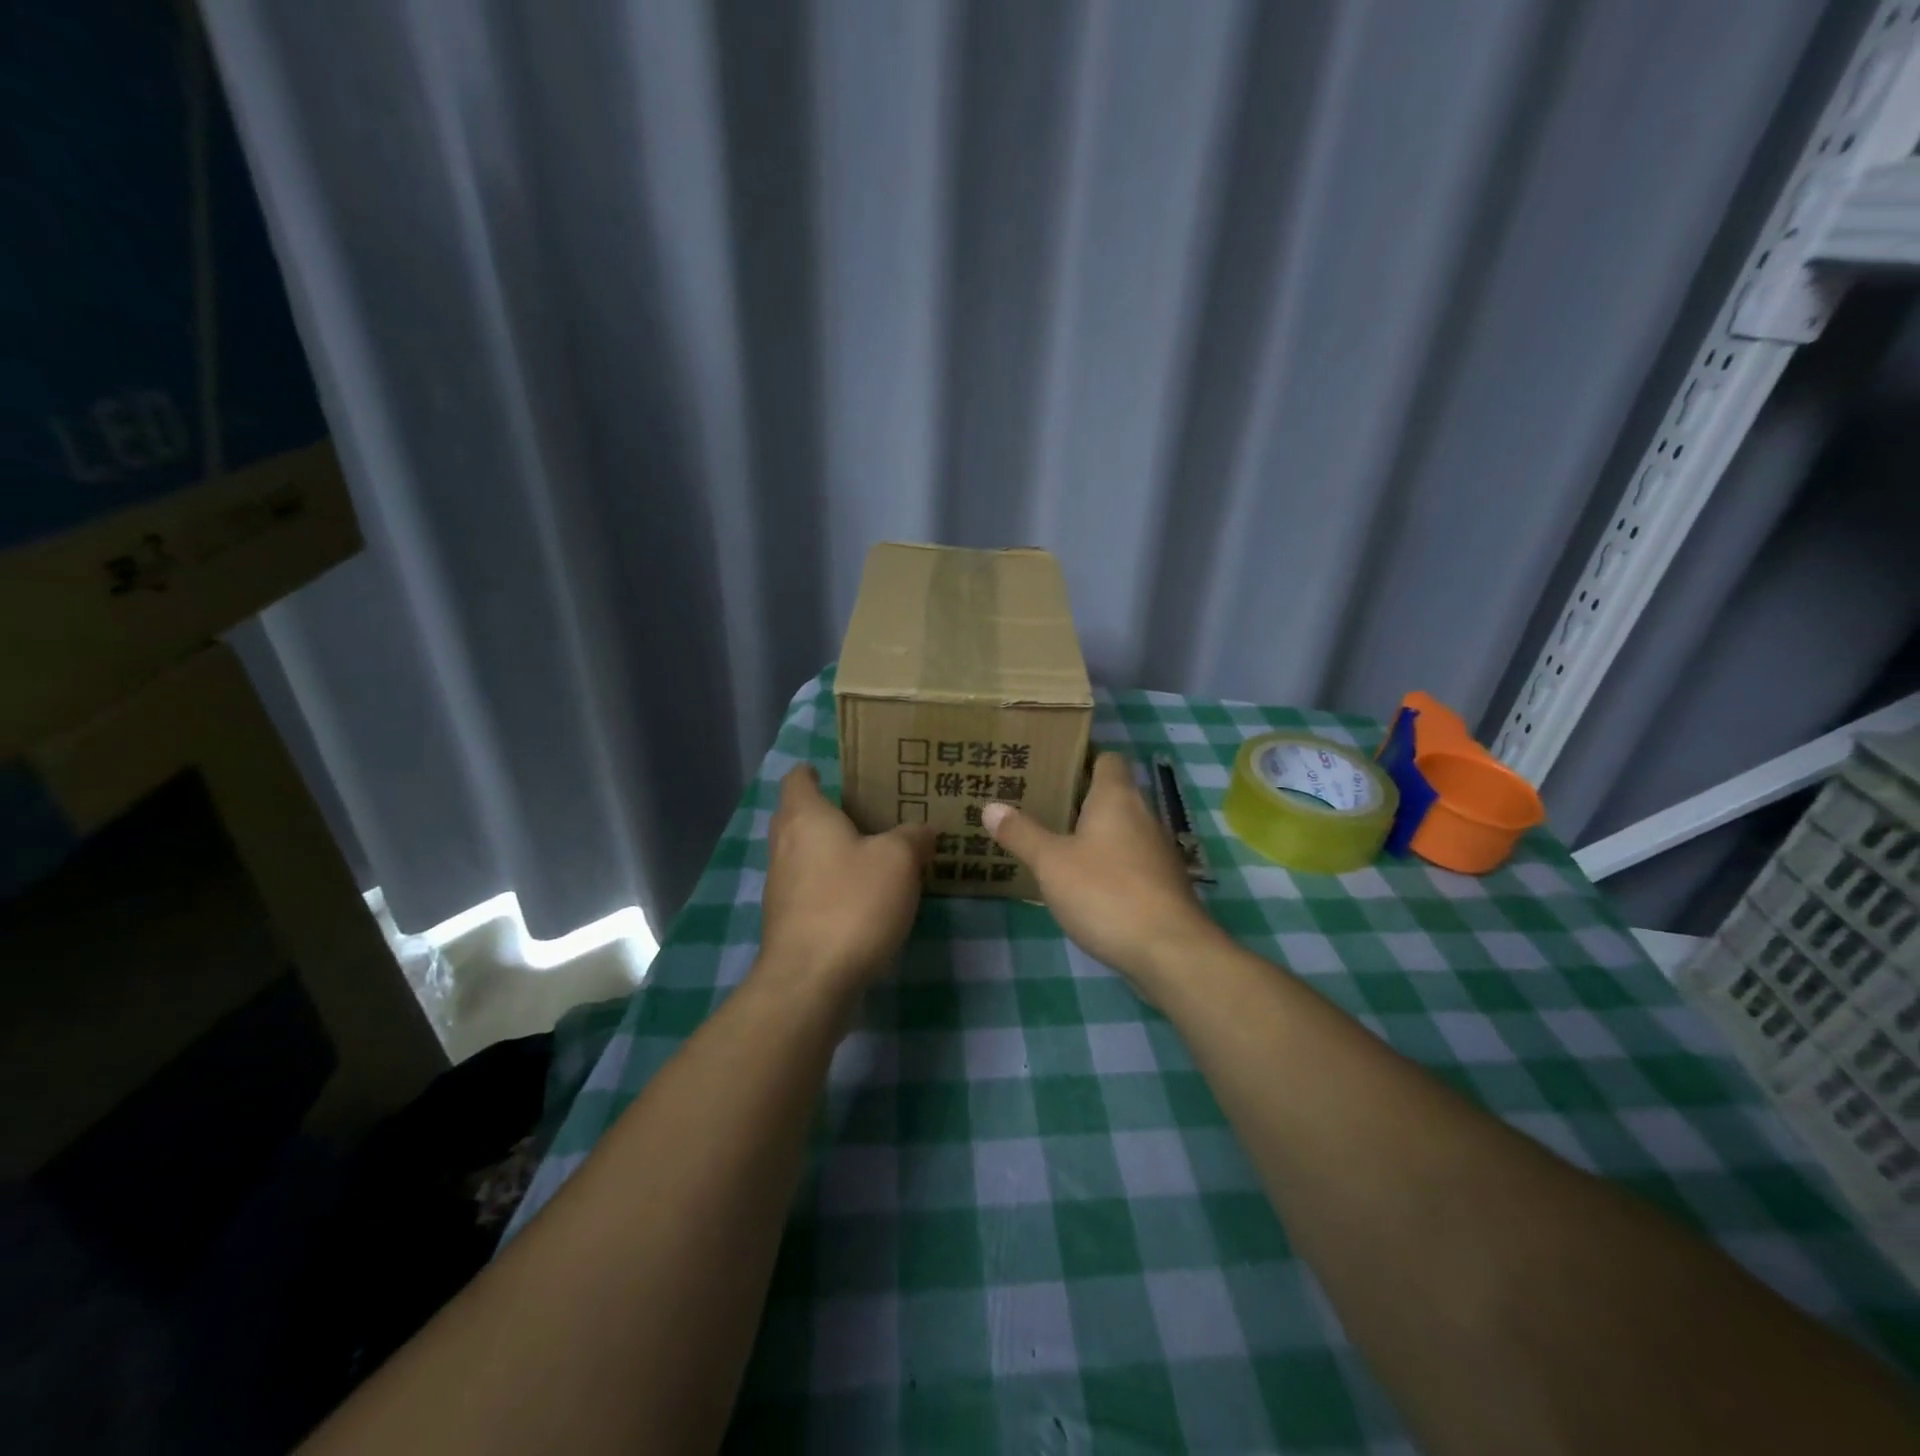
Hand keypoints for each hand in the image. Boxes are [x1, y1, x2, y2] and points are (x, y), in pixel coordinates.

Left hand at [758, 765, 934, 997]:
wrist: (811, 980)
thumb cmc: (852, 903)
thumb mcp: (899, 860)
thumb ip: (913, 836)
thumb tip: (923, 829)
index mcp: (805, 817)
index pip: (798, 778)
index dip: (816, 771)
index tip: (844, 773)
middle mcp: (784, 845)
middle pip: (799, 815)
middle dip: (829, 812)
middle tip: (871, 812)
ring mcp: (780, 886)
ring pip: (804, 854)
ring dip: (831, 851)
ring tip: (874, 853)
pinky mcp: (786, 921)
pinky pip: (809, 888)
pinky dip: (831, 884)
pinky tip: (863, 897)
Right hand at [983, 752, 1226, 998]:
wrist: (1170, 951)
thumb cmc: (1106, 893)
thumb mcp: (1051, 863)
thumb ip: (1021, 833)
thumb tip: (990, 806)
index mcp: (1117, 798)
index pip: (1108, 759)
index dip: (1082, 759)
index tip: (1051, 767)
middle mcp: (1144, 815)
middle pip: (1113, 795)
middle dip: (1079, 799)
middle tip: (1039, 805)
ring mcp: (1159, 851)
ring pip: (1122, 830)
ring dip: (1094, 834)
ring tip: (1055, 843)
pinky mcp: (1163, 884)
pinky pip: (1131, 860)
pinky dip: (1109, 864)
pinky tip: (1084, 883)